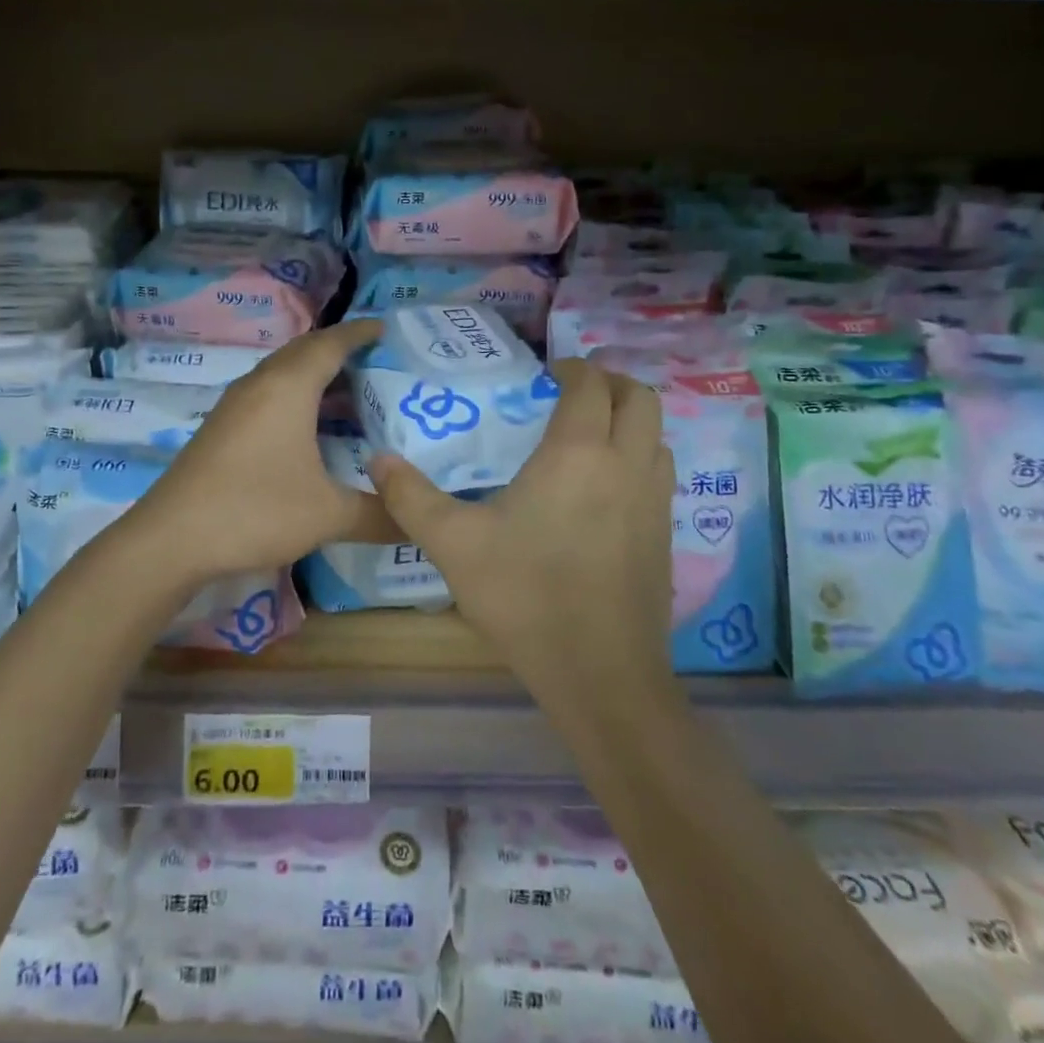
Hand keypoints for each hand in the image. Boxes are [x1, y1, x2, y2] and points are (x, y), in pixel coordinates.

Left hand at [115, 318, 399, 582]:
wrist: (171, 538)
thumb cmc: (254, 510)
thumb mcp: (327, 515)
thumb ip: (379, 516)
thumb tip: (420, 522)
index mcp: (288, 388)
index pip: (331, 343)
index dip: (360, 333)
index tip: (385, 328)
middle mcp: (260, 384)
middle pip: (304, 350)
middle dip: (339, 348)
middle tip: (375, 359)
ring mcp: (235, 405)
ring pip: (282, 372)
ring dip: (315, 373)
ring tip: (350, 390)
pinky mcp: (222, 427)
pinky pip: (268, 393)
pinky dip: (295, 394)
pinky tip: (308, 425)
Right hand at [366, 357, 675, 704]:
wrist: (600, 674)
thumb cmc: (525, 596)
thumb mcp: (453, 545)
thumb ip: (411, 497)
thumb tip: (378, 459)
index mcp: (578, 453)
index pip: (590, 385)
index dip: (572, 368)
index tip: (547, 374)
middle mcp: (626, 465)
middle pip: (639, 398)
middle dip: (610, 383)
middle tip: (573, 394)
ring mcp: (654, 501)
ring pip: (657, 436)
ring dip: (629, 421)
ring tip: (591, 435)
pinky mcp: (665, 535)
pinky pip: (660, 474)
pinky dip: (640, 458)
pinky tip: (604, 490)